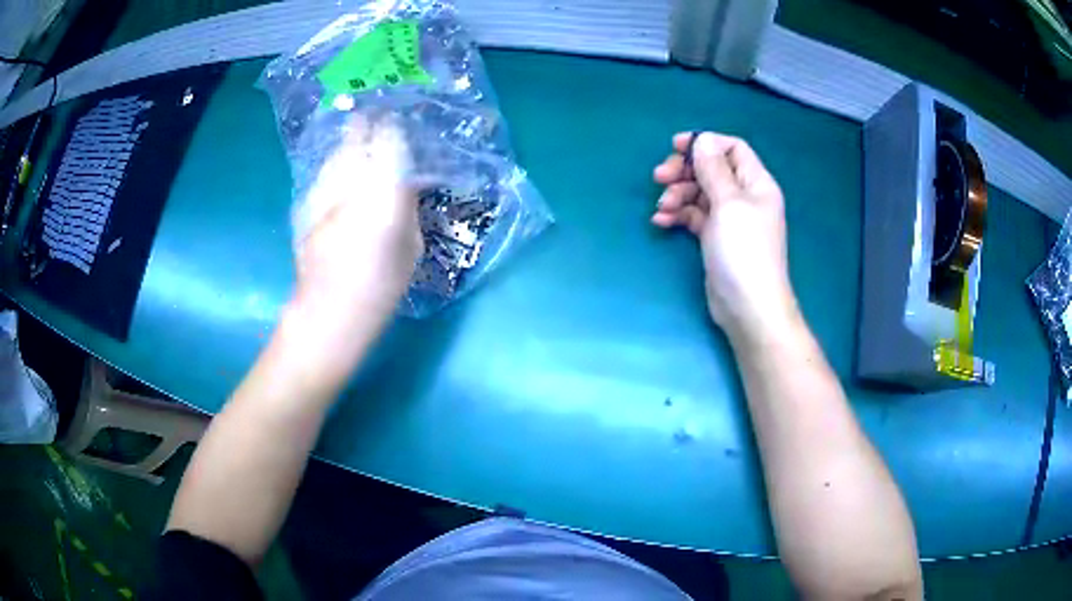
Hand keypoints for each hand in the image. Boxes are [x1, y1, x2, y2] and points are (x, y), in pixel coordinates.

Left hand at [284, 117, 422, 371]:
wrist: (328, 311)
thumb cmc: (381, 284)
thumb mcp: (411, 244)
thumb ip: (405, 205)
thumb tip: (403, 184)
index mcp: (383, 190)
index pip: (388, 141)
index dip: (392, 127)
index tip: (398, 120)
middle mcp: (350, 180)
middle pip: (356, 138)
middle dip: (366, 125)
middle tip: (374, 117)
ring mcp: (322, 190)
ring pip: (336, 153)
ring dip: (348, 145)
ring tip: (357, 140)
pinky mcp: (304, 203)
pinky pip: (323, 174)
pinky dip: (333, 169)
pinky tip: (339, 176)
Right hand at [653, 132, 796, 342]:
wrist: (748, 307)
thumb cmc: (743, 251)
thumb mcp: (728, 204)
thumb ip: (713, 169)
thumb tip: (703, 139)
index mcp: (756, 183)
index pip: (732, 149)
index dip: (705, 143)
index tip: (675, 147)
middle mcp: (745, 197)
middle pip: (711, 169)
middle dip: (684, 171)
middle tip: (659, 178)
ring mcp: (730, 219)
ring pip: (700, 193)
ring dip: (678, 195)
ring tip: (662, 208)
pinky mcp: (716, 238)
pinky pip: (695, 217)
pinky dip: (679, 215)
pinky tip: (662, 222)